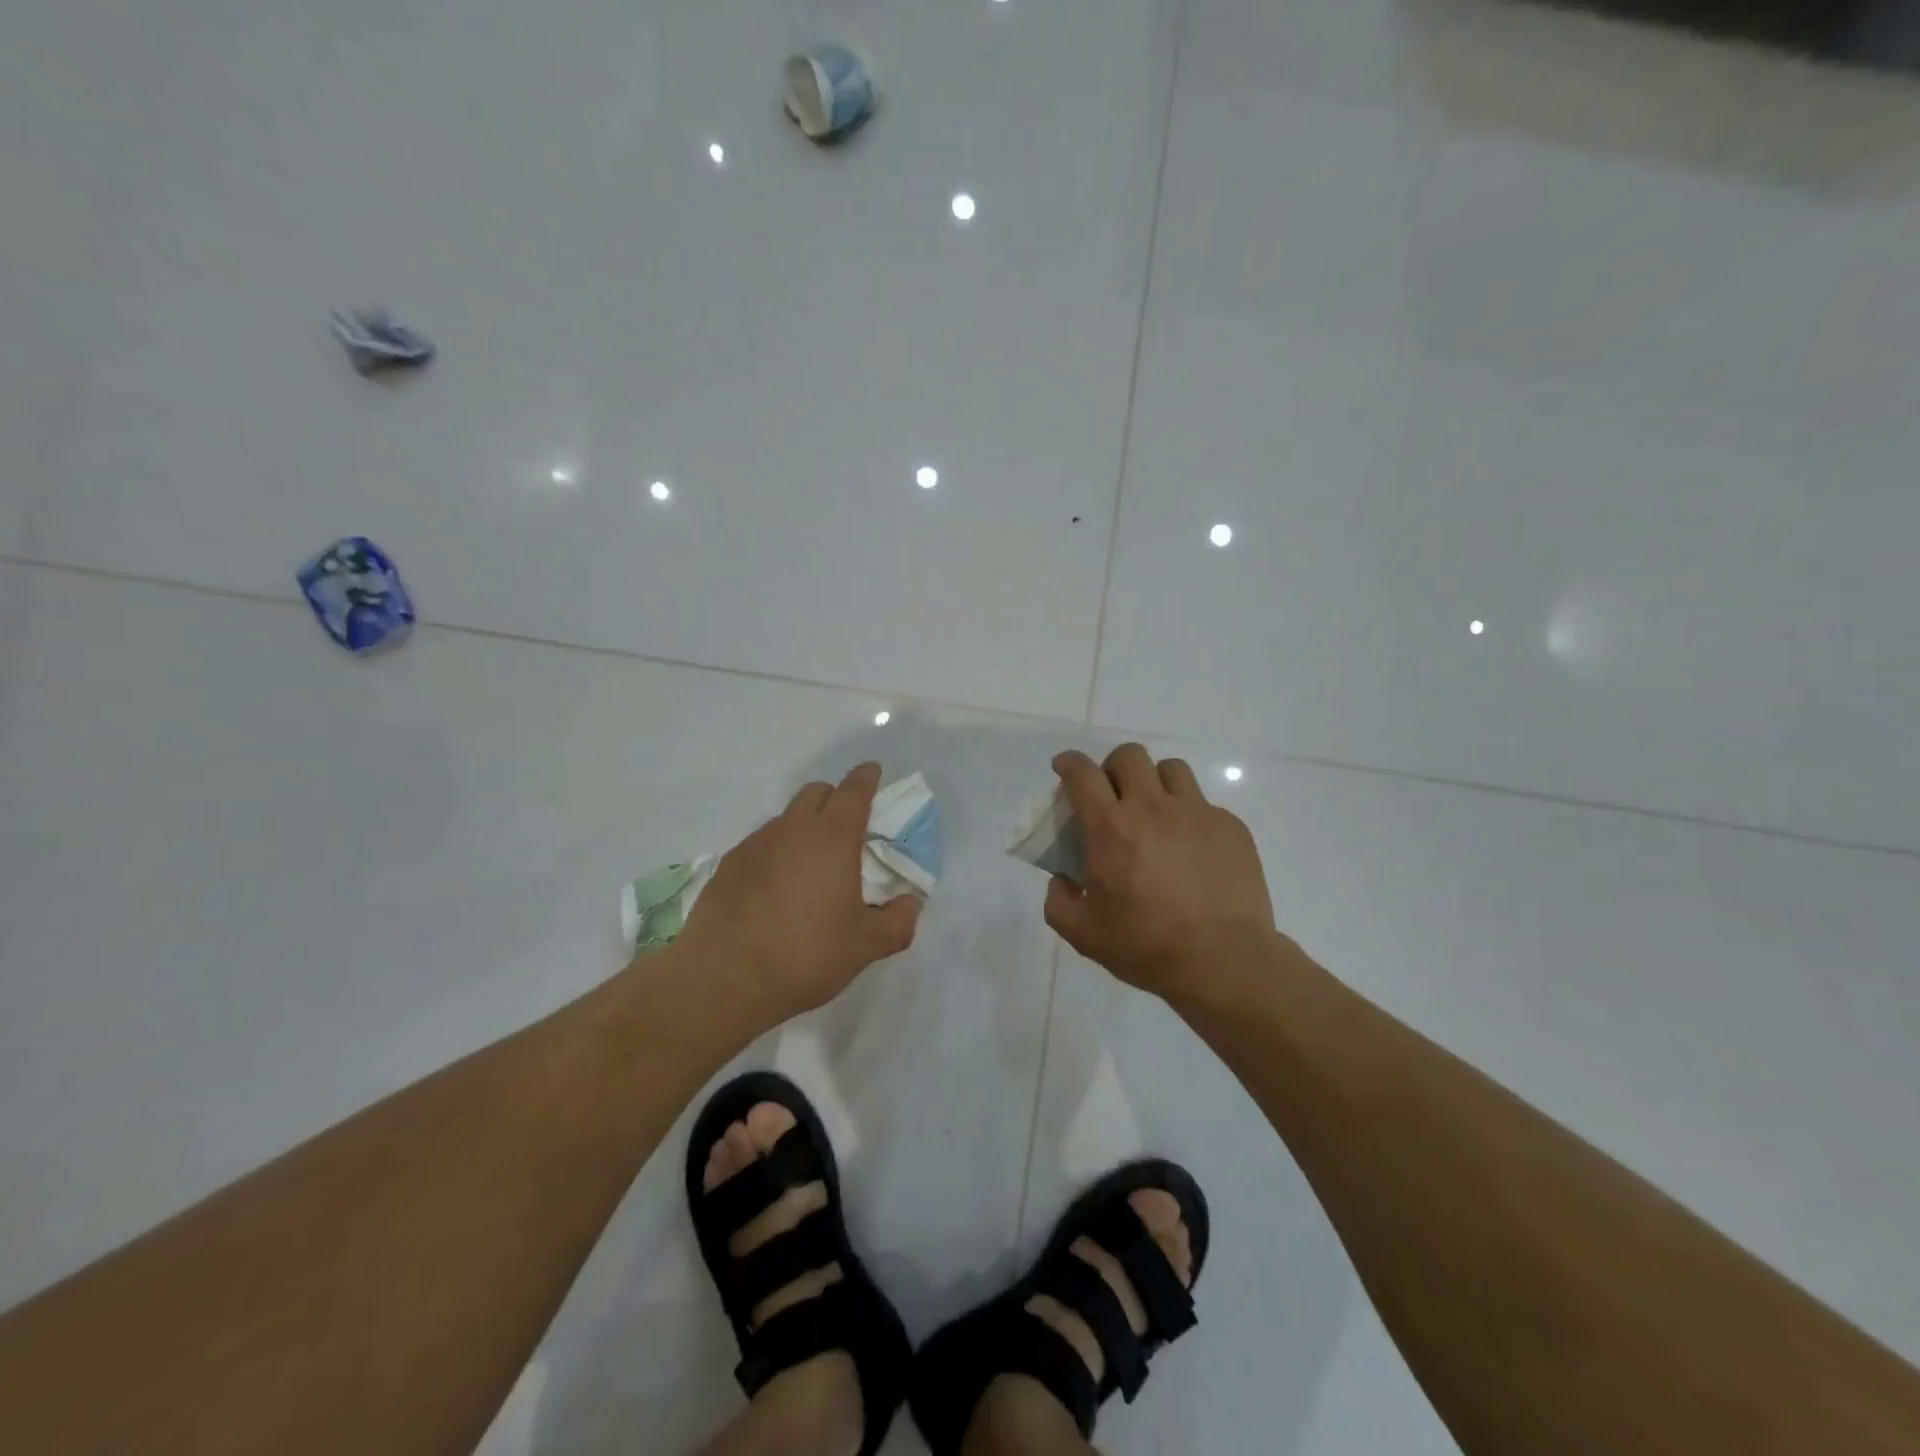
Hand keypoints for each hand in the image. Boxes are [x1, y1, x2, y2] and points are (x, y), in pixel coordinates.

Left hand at [676, 762, 922, 1023]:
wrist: (725, 979)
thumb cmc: (807, 954)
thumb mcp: (866, 945)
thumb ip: (897, 921)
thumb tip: (911, 904)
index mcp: (833, 837)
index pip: (854, 790)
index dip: (866, 778)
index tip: (872, 772)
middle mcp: (793, 828)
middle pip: (817, 792)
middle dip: (835, 799)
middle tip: (847, 828)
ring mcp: (755, 844)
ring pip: (786, 818)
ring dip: (803, 827)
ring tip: (811, 865)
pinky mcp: (728, 865)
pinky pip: (760, 844)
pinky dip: (776, 852)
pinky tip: (776, 887)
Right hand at [1044, 744, 1277, 1000]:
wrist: (1223, 961)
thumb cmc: (1146, 945)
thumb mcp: (1083, 934)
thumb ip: (1059, 902)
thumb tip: (1062, 881)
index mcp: (1110, 826)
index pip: (1083, 773)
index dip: (1069, 763)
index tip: (1064, 768)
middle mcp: (1152, 807)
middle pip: (1129, 756)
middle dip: (1113, 767)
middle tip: (1113, 795)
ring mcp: (1196, 813)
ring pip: (1171, 770)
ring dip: (1155, 783)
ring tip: (1155, 813)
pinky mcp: (1230, 827)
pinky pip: (1204, 805)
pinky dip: (1190, 817)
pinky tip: (1192, 850)